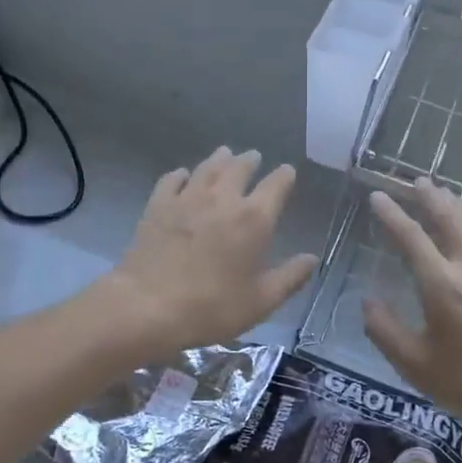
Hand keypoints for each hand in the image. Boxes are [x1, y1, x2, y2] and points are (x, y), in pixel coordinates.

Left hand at [106, 148, 318, 356]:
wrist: (148, 306)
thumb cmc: (212, 307)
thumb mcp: (261, 301)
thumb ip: (290, 277)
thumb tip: (313, 259)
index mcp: (254, 219)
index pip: (276, 185)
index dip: (284, 176)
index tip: (288, 172)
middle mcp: (223, 199)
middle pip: (240, 168)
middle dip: (250, 161)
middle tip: (254, 157)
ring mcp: (187, 199)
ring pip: (207, 168)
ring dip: (220, 159)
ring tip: (225, 154)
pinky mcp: (158, 206)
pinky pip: (172, 180)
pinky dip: (182, 174)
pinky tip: (183, 175)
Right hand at [362, 179, 461, 453]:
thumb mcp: (415, 366)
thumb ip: (385, 331)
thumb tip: (368, 302)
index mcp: (443, 287)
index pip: (411, 238)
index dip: (392, 215)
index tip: (378, 196)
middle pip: (449, 218)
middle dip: (429, 197)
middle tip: (414, 180)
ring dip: (457, 204)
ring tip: (442, 193)